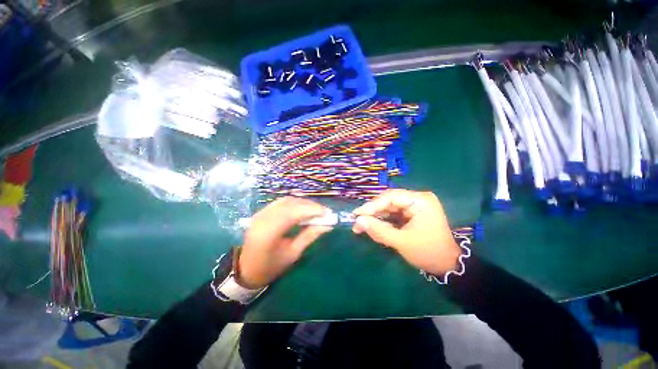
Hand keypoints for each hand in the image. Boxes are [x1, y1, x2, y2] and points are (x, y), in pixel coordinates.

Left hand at [238, 197, 332, 288]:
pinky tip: (302, 209)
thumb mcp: (293, 254)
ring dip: (303, 203)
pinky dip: (294, 203)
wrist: (247, 269)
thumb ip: (310, 236)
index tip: (327, 213)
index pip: (293, 213)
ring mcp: (260, 213)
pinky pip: (281, 202)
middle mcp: (263, 218)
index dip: (311, 210)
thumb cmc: (271, 266)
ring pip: (286, 200)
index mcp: (268, 232)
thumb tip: (328, 225)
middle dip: (309, 205)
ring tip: (315, 210)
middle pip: (290, 203)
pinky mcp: (261, 212)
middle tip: (324, 211)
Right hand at [352, 189, 459, 275]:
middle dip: (372, 211)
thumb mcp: (402, 242)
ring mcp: (415, 205)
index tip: (357, 214)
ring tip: (361, 224)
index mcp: (420, 201)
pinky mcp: (412, 213)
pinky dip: (383, 219)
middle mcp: (418, 199)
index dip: (372, 205)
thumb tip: (358, 222)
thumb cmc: (428, 252)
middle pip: (389, 200)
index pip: (391, 197)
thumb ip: (379, 230)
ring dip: (376, 215)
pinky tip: (372, 224)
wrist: (447, 265)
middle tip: (357, 220)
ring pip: (389, 207)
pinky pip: (393, 213)